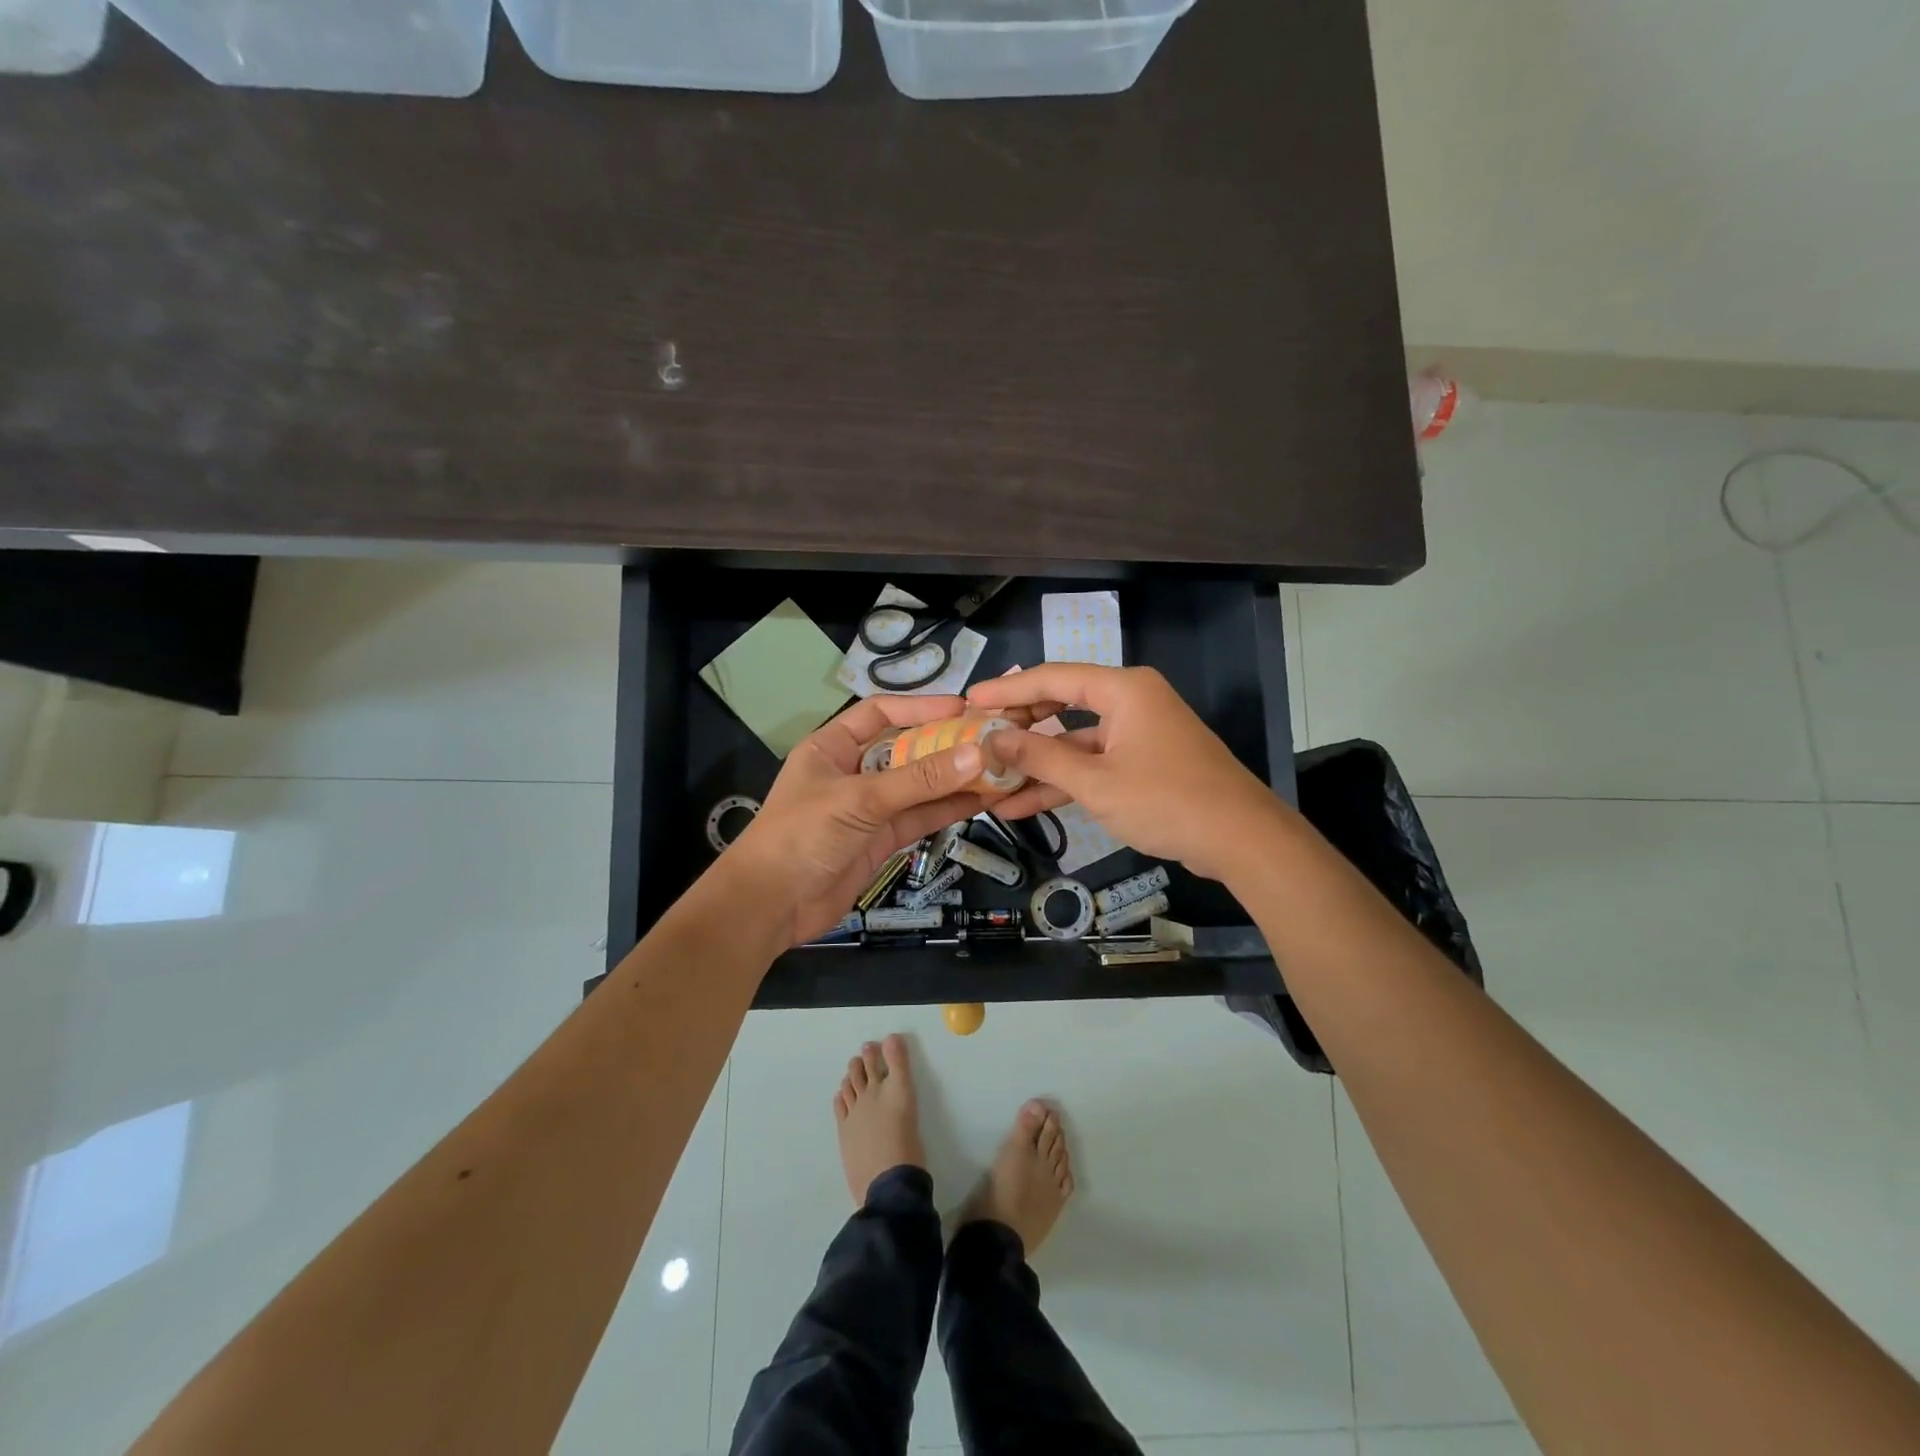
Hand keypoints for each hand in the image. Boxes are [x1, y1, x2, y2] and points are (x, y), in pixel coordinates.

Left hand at [725, 696, 989, 946]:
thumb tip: (976, 755)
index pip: (880, 713)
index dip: (920, 708)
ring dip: (953, 779)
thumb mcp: (860, 800)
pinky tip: (981, 800)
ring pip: (918, 786)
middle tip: (991, 739)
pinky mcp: (881, 840)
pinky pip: (919, 816)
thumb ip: (918, 780)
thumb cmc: (803, 834)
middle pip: (906, 749)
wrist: (771, 905)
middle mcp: (853, 771)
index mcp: (833, 747)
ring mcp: (868, 808)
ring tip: (998, 769)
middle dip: (945, 744)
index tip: (963, 708)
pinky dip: (947, 809)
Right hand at [965, 664, 1279, 883]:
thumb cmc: (1166, 800)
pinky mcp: (1143, 763)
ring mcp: (1137, 734)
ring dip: (1037, 766)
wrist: (1240, 839)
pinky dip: (1064, 782)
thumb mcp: (1095, 782)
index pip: (1053, 678)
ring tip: (990, 784)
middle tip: (978, 741)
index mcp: (1123, 690)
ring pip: (1074, 742)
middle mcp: (1130, 702)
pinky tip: (1023, 806)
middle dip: (1019, 729)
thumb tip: (993, 738)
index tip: (969, 701)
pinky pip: (1094, 764)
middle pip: (1061, 706)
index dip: (1008, 689)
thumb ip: (1040, 759)